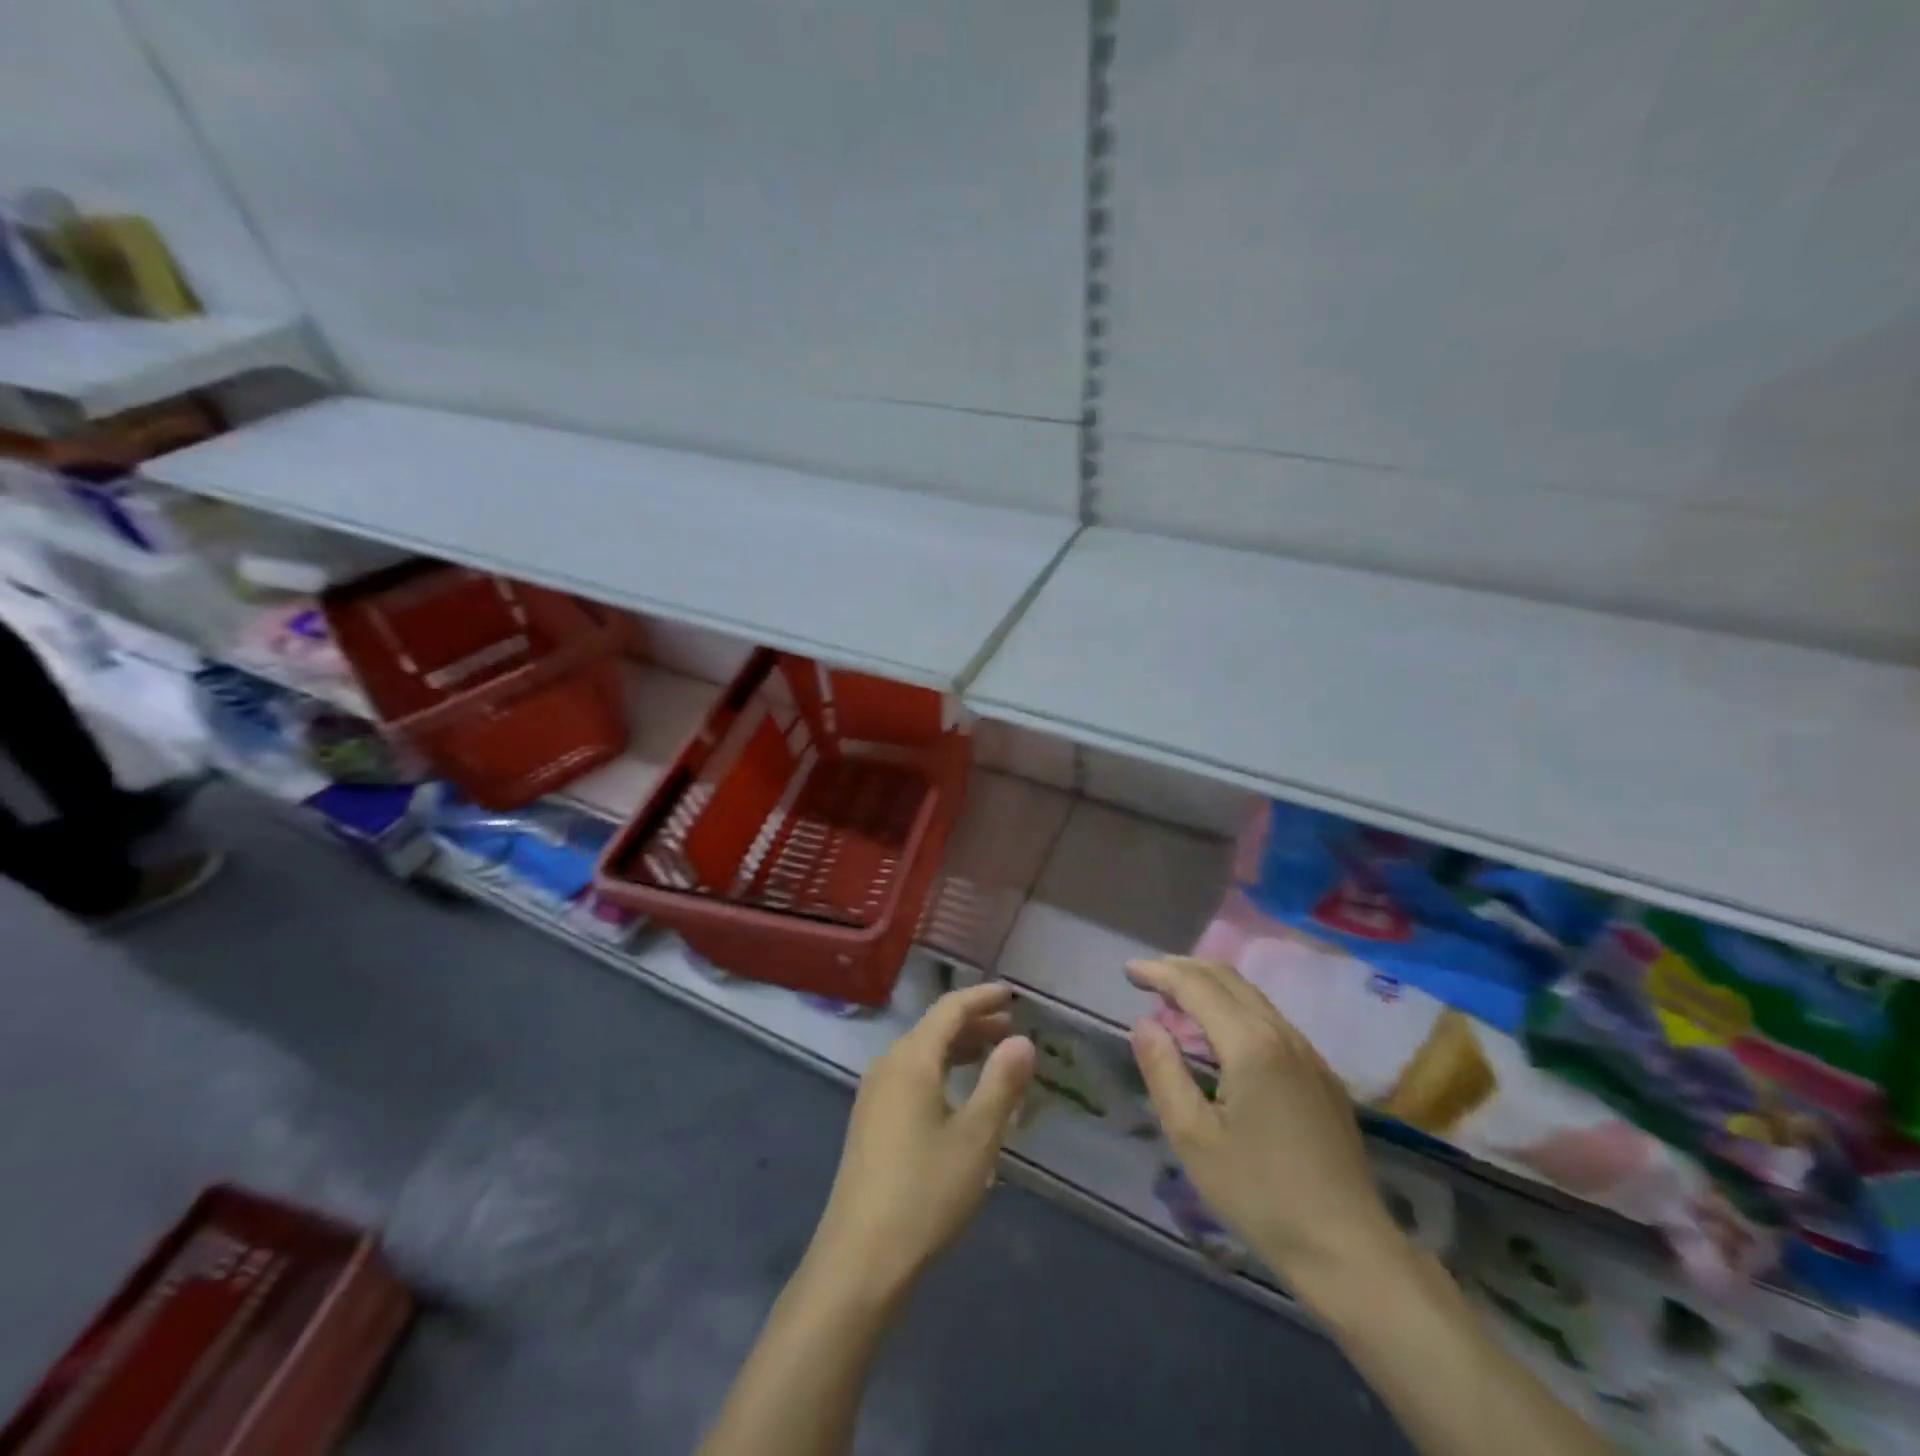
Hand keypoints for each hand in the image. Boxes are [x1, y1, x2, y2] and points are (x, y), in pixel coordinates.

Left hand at [806, 983, 1035, 1301]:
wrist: (859, 1260)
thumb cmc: (924, 1193)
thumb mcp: (976, 1138)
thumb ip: (1001, 1083)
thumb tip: (1022, 1040)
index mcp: (910, 1059)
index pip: (950, 1009)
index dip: (982, 998)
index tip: (1013, 995)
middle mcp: (887, 1066)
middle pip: (934, 1029)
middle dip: (974, 1024)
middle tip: (1012, 1029)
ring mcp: (874, 1095)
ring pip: (922, 1054)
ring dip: (959, 1050)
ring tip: (994, 1058)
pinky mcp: (870, 1122)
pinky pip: (912, 1078)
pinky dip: (942, 1073)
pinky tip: (961, 1098)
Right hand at [1127, 956, 1403, 1282]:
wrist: (1350, 1250)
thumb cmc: (1260, 1195)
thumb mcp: (1193, 1137)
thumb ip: (1163, 1071)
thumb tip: (1144, 1024)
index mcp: (1251, 1044)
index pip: (1197, 986)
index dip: (1159, 972)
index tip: (1127, 970)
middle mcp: (1283, 1034)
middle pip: (1228, 978)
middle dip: (1184, 968)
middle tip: (1147, 976)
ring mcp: (1308, 1054)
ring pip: (1252, 996)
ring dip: (1210, 986)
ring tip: (1175, 998)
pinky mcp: (1321, 1076)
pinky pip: (1270, 1020)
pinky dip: (1234, 1008)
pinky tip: (1220, 1034)